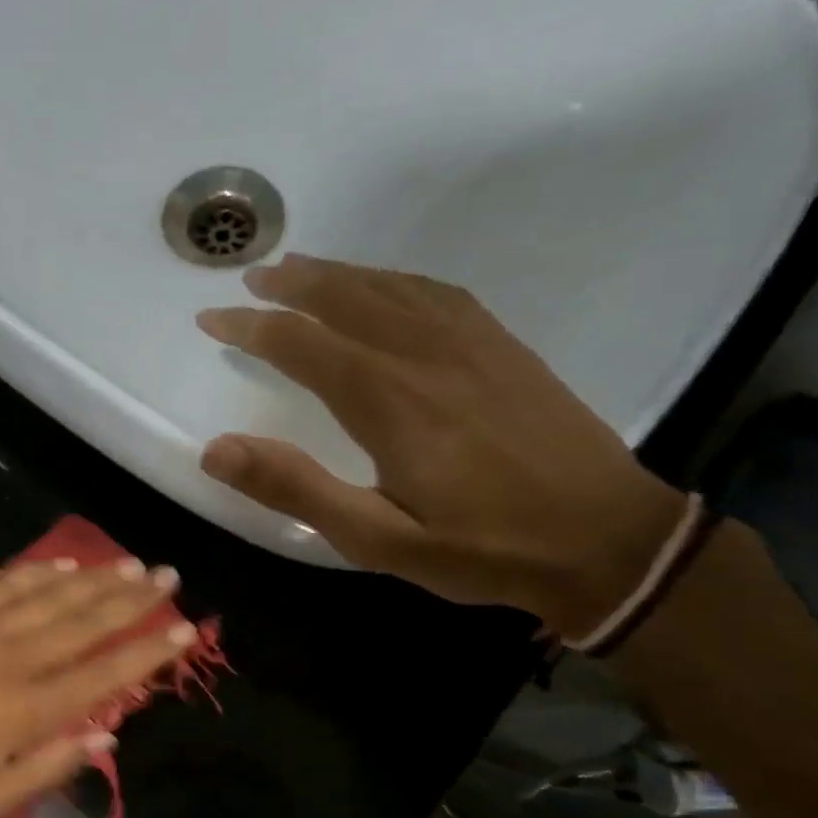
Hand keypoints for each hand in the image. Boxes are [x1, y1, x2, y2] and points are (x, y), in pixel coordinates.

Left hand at [0, 559, 193, 817]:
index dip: (148, 652)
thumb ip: (56, 765)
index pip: (104, 675)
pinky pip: (5, 585)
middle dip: (133, 598)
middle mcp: (12, 662)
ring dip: (95, 578)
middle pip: (85, 623)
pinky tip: (67, 564)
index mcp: (27, 710)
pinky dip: (40, 572)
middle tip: (169, 576)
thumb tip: (110, 734)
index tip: (184, 630)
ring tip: (132, 564)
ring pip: (51, 596)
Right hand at [196, 254, 685, 638]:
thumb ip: (297, 489)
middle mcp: (425, 354)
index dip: (251, 328)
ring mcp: (472, 344)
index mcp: (388, 399)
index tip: (212, 318)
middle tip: (252, 278)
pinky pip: (438, 293)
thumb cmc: (482, 549)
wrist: (605, 539)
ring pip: (392, 288)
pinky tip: (387, 287)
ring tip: (303, 268)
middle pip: (346, 299)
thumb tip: (216, 450)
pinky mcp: (505, 348)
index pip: (302, 344)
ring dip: (340, 274)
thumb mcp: (376, 538)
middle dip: (291, 285)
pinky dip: (396, 280)